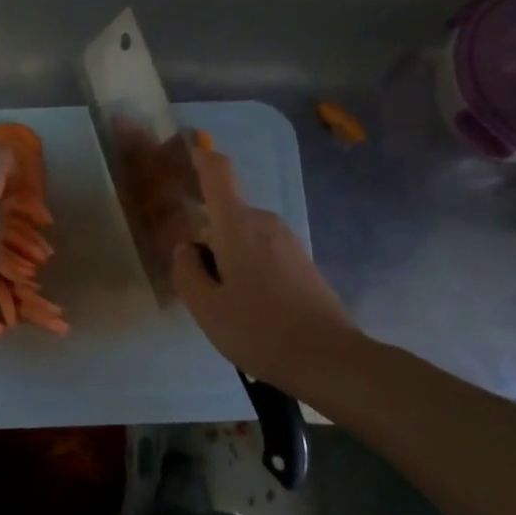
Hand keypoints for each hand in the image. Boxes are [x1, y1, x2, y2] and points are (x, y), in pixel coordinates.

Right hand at [171, 144, 360, 389]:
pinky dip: (248, 265)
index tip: (184, 155)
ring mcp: (288, 241)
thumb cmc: (260, 330)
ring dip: (228, 253)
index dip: (200, 157)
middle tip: (190, 267)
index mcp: (238, 225)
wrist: (331, 359)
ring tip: (219, 298)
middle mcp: (265, 223)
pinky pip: (263, 251)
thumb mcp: (207, 309)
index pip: (218, 172)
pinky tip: (248, 305)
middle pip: (228, 210)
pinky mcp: (303, 262)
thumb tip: (186, 250)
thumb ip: (187, 272)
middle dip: (207, 229)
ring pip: (245, 234)